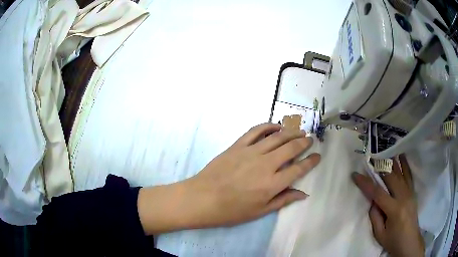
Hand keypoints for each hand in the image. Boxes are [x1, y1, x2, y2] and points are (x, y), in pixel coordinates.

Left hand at [138, 123, 319, 233]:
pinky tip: (276, 126)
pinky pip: (256, 131)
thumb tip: (303, 193)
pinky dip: (268, 126)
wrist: (202, 198)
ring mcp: (251, 152)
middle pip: (291, 148)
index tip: (317, 156)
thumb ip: (283, 200)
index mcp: (272, 184)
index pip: (298, 169)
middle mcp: (265, 165)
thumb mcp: (259, 211)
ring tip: (299, 131)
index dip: (310, 162)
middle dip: (303, 142)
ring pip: (276, 137)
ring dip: (290, 132)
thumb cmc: (231, 211)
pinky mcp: (238, 146)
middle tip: (310, 139)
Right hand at [352, 155, 423, 256]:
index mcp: (394, 210)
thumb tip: (372, 200)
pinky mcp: (412, 192)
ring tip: (384, 150)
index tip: (355, 175)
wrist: (410, 243)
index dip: (366, 183)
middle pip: (391, 178)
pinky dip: (405, 164)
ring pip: (400, 173)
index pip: (378, 193)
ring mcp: (409, 193)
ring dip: (392, 161)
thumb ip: (375, 216)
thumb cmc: (393, 241)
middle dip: (379, 167)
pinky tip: (401, 155)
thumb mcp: (380, 234)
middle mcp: (403, 197)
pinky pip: (409, 175)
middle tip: (370, 157)